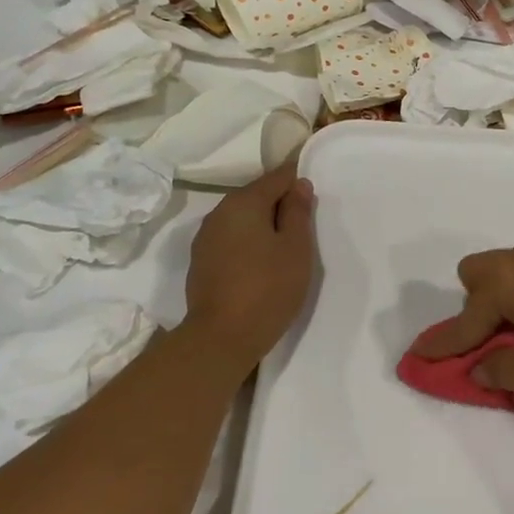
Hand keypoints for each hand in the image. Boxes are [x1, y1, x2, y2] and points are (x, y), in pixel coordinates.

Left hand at [184, 161, 315, 368]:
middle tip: (304, 227)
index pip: (277, 177)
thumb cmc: (268, 288)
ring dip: (262, 224)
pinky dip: (248, 242)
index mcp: (244, 202)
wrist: (221, 337)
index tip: (313, 196)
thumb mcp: (296, 248)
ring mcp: (205, 237)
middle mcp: (219, 211)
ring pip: (241, 218)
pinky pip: (230, 238)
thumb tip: (298, 184)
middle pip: (256, 195)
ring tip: (284, 247)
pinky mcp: (201, 260)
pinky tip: (260, 262)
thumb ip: (298, 212)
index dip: (297, 181)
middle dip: (279, 204)